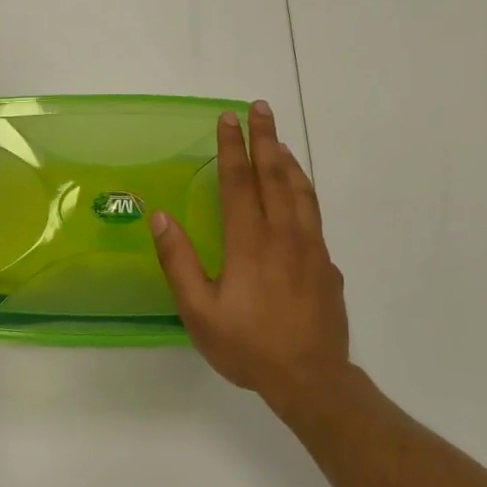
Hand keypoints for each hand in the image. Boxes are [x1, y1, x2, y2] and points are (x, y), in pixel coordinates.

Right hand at [151, 100, 349, 407]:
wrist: (311, 378)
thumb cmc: (248, 346)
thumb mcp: (199, 312)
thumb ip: (178, 261)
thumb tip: (159, 215)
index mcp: (250, 242)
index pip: (238, 182)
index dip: (231, 147)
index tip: (228, 118)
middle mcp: (284, 235)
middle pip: (275, 175)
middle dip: (266, 138)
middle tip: (261, 107)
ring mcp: (311, 247)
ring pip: (301, 191)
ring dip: (288, 160)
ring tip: (279, 140)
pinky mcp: (327, 263)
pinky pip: (314, 214)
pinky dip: (304, 190)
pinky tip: (299, 192)